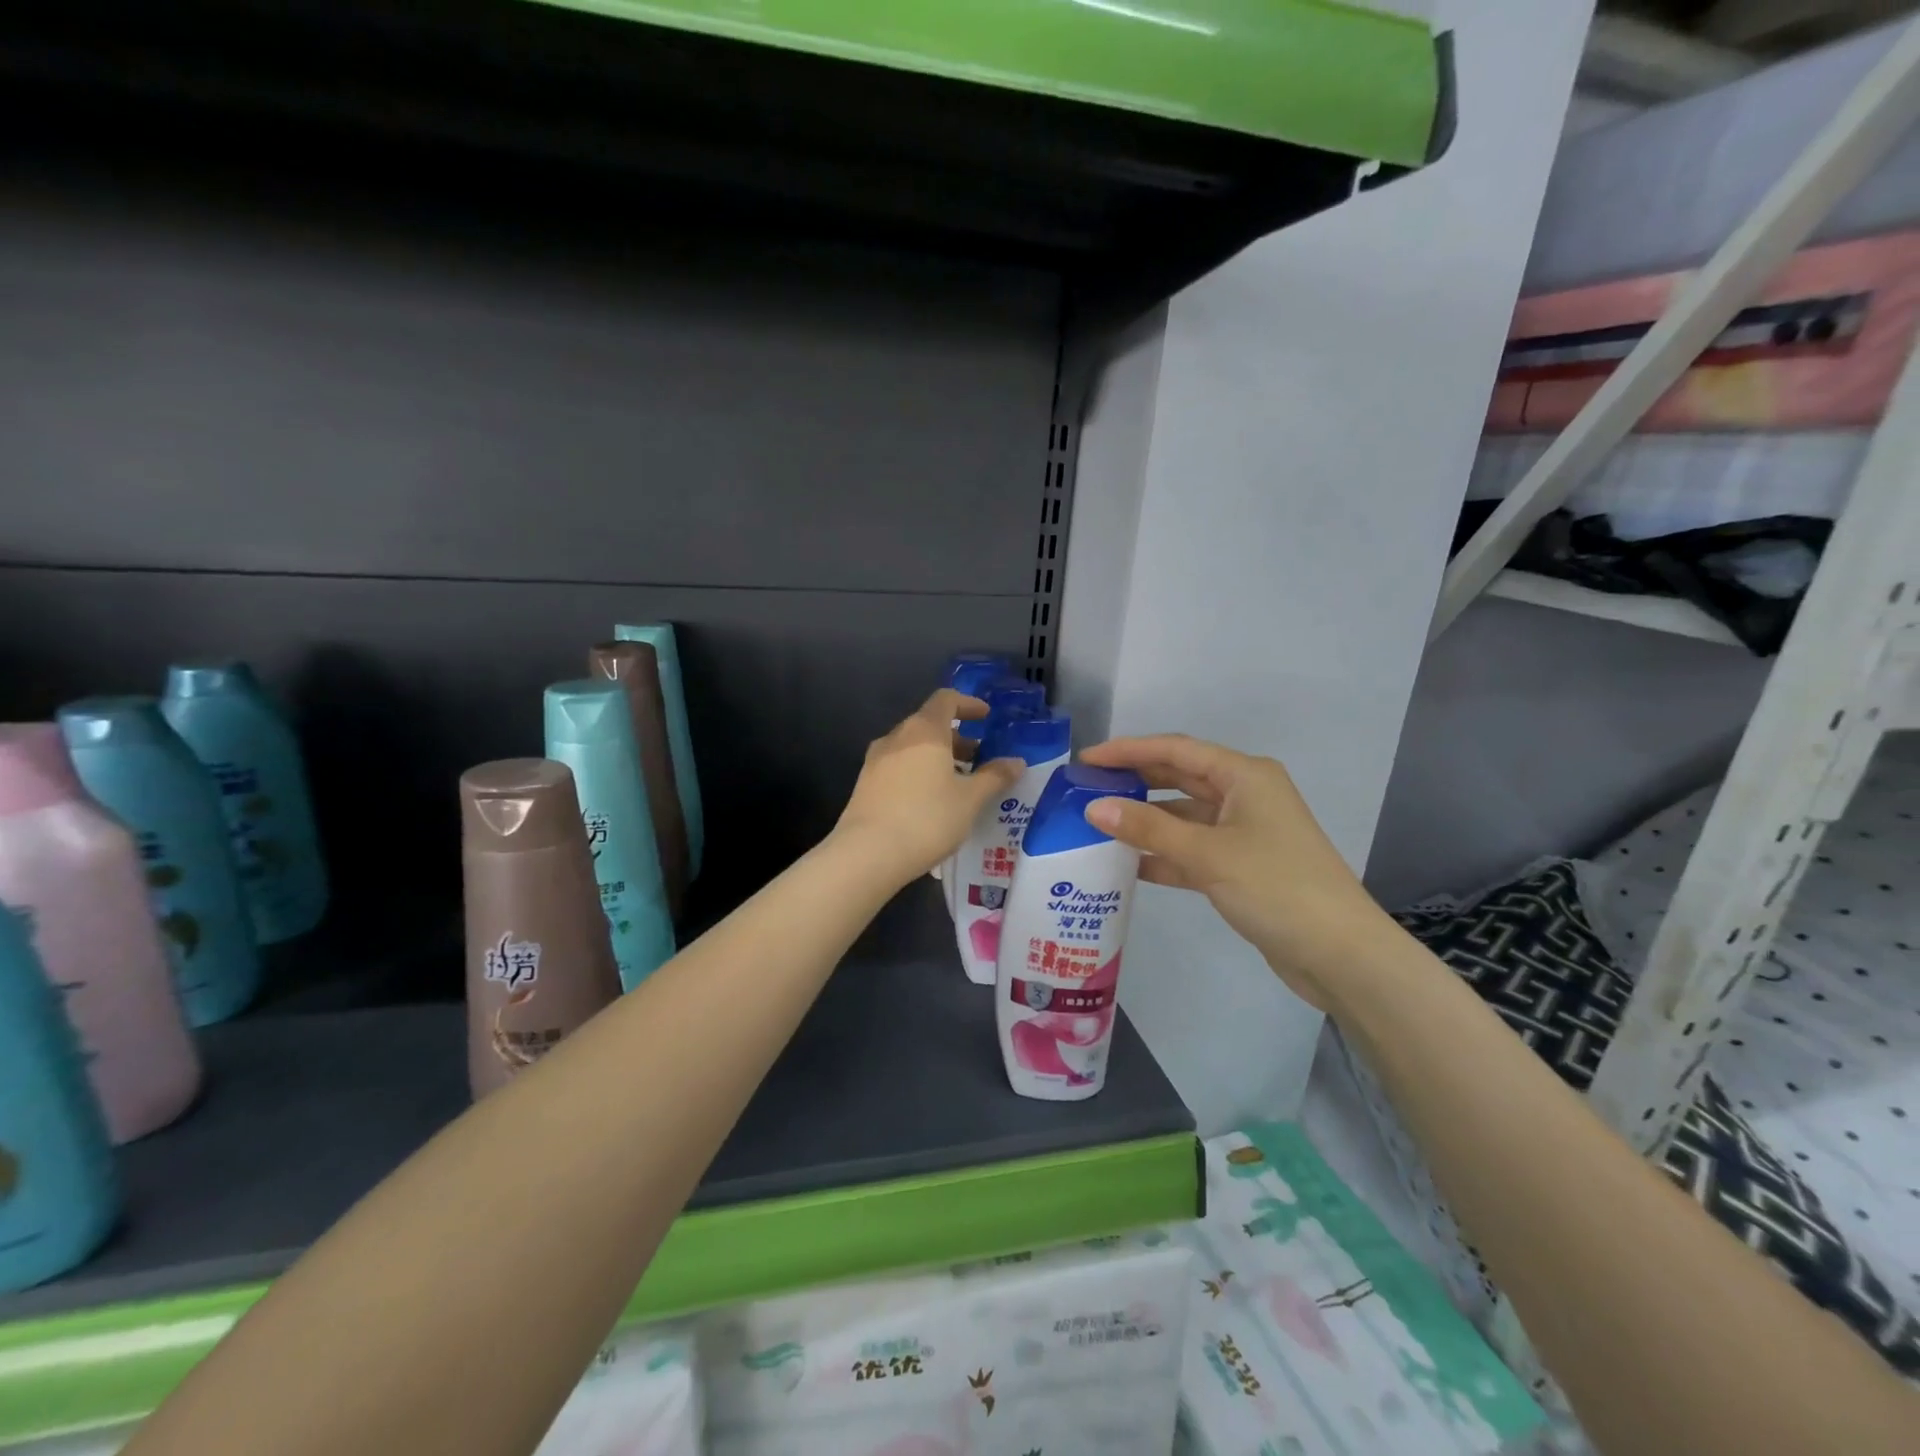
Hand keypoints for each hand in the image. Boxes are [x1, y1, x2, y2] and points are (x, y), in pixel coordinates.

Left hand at [833, 690, 1021, 884]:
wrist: (867, 854)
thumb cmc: (927, 819)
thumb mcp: (970, 800)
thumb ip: (994, 777)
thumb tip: (1016, 762)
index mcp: (924, 731)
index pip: (946, 699)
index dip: (968, 704)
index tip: (986, 717)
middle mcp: (897, 737)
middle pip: (928, 724)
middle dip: (956, 737)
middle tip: (978, 758)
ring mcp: (876, 761)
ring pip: (912, 747)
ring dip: (937, 757)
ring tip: (958, 783)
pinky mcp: (865, 785)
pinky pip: (898, 767)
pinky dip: (919, 772)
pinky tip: (931, 801)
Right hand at [1078, 734, 1398, 1009]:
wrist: (1339, 954)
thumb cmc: (1276, 887)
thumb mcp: (1207, 854)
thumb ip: (1148, 829)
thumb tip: (1093, 807)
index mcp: (1244, 776)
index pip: (1176, 750)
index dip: (1128, 750)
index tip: (1087, 760)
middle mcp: (1244, 795)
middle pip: (1179, 778)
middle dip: (1134, 781)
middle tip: (1087, 788)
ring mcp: (1244, 832)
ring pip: (1184, 816)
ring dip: (1146, 821)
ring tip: (1097, 825)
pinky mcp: (1242, 866)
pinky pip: (1192, 849)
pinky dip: (1163, 854)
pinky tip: (1128, 864)